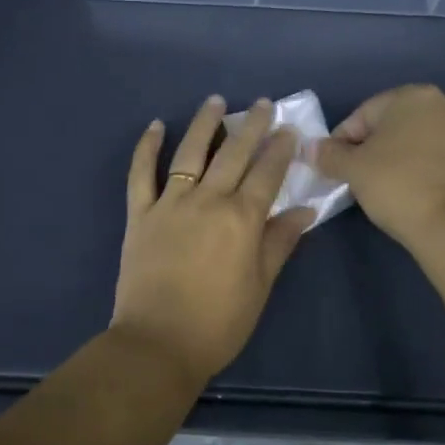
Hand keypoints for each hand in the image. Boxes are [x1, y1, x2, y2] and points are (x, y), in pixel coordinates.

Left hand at [111, 96, 315, 386]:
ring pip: (189, 153)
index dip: (280, 150)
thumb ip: (280, 242)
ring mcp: (170, 204)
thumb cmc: (219, 322)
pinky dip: (147, 148)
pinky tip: (156, 126)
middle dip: (250, 126)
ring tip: (215, 101)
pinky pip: (141, 174)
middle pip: (233, 154)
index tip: (288, 130)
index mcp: (242, 219)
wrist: (158, 344)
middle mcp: (208, 201)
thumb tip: (305, 210)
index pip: (266, 173)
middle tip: (261, 104)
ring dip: (204, 124)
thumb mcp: (260, 285)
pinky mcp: (139, 214)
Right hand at [309, 85, 444, 248]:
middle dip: (369, 150)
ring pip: (413, 144)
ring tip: (381, 190)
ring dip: (394, 161)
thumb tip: (311, 148)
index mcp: (412, 96)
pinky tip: (409, 195)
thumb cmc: (397, 184)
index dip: (341, 142)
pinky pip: (434, 161)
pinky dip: (418, 173)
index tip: (333, 169)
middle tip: (355, 179)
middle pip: (390, 127)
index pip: (362, 115)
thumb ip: (328, 154)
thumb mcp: (353, 169)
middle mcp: (442, 105)